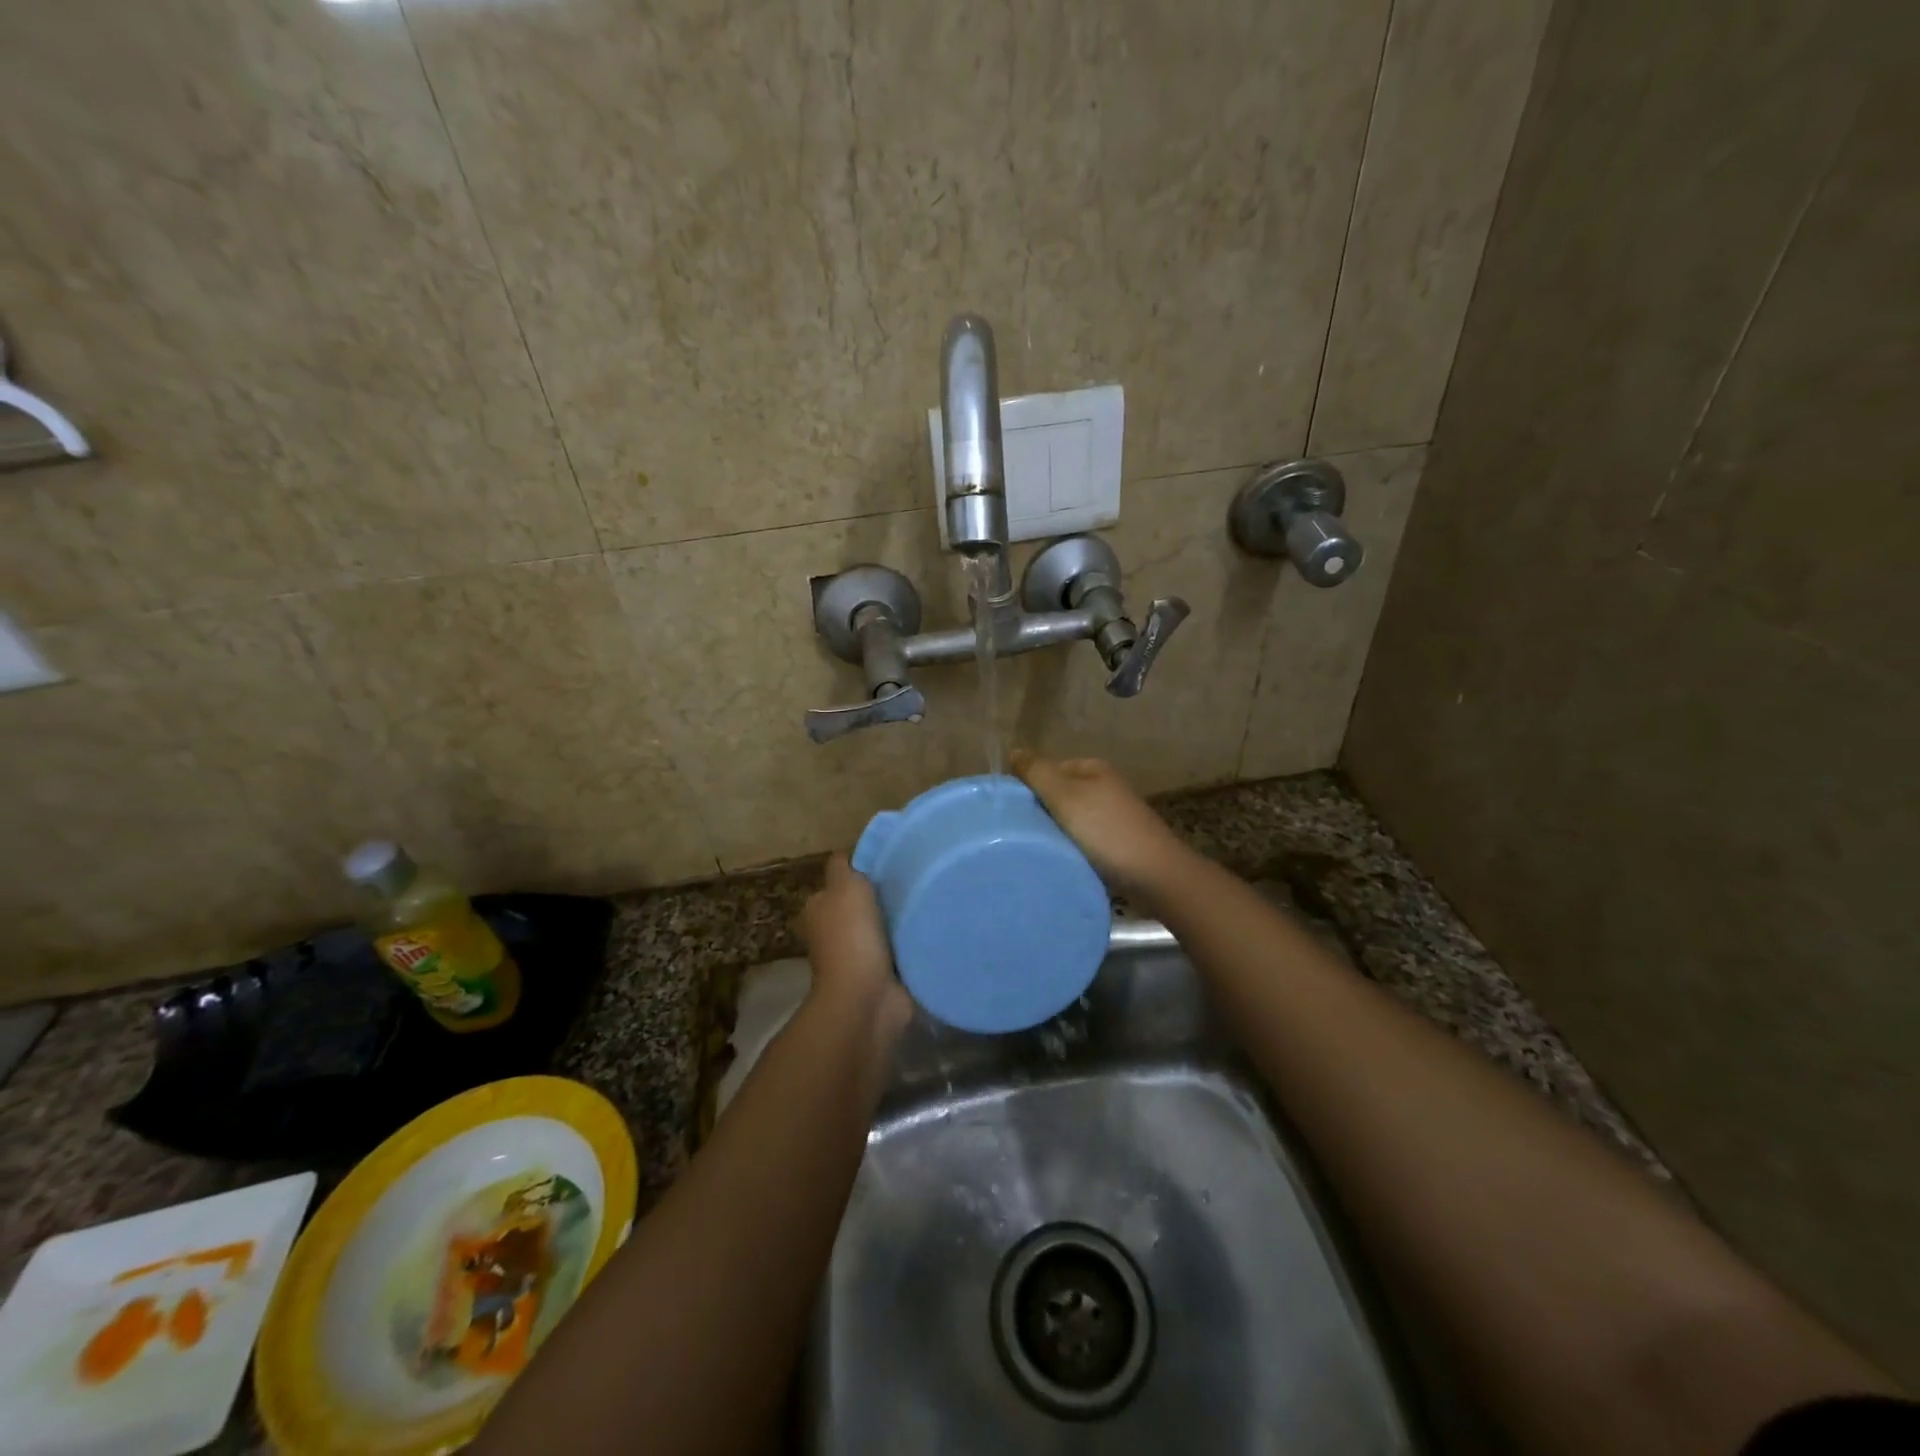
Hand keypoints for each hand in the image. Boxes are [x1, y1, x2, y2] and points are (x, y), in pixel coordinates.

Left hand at [799, 853, 912, 1039]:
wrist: (866, 998)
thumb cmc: (851, 936)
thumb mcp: (845, 886)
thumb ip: (846, 866)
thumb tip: (851, 854)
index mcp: (820, 909)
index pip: (841, 879)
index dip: (863, 869)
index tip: (893, 859)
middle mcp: (835, 931)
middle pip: (864, 903)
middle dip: (886, 894)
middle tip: (917, 878)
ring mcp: (859, 955)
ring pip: (884, 925)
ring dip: (902, 919)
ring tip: (930, 901)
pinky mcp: (883, 974)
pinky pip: (901, 949)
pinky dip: (912, 942)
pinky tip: (933, 928)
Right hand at [1010, 750, 1190, 899]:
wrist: (1156, 877)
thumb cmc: (1106, 831)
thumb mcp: (1065, 795)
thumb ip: (1037, 772)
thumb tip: (1014, 751)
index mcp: (1093, 769)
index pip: (1048, 770)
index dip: (1028, 787)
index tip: (1011, 812)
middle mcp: (1105, 787)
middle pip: (1059, 795)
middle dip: (1041, 812)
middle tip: (1020, 833)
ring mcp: (1114, 817)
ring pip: (1070, 820)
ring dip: (1055, 833)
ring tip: (1038, 850)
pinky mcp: (1118, 844)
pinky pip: (1083, 841)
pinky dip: (1071, 849)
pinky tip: (1061, 862)